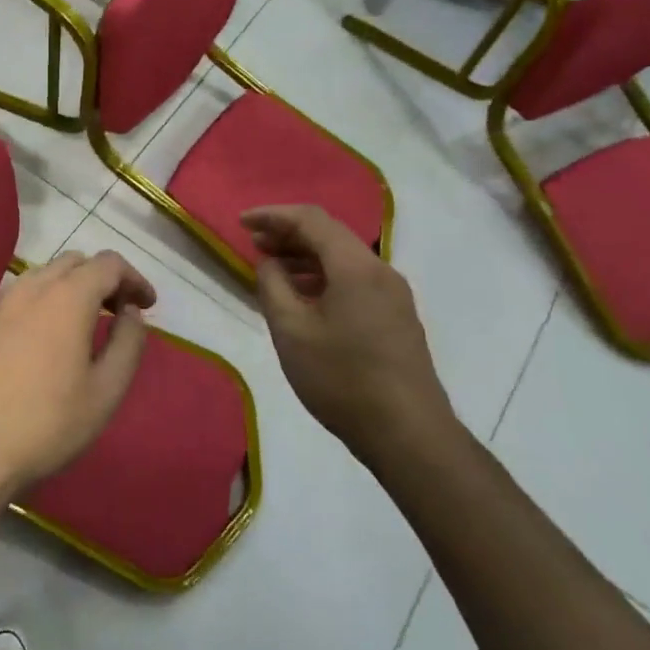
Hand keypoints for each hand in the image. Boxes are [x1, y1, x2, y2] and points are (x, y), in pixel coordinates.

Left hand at [0, 251, 156, 498]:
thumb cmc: (47, 424)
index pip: (108, 264)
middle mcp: (30, 289)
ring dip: (70, 288)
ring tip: (83, 324)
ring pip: (42, 276)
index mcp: (67, 297)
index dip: (134, 278)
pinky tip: (43, 340)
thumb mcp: (106, 391)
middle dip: (102, 279)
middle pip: (74, 262)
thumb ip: (127, 342)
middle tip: (118, 312)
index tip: (147, 305)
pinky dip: (42, 303)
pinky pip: (18, 297)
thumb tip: (130, 312)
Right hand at [241, 206, 458, 468]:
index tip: (242, 222)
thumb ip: (273, 285)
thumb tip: (270, 262)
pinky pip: (354, 279)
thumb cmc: (341, 379)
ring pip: (343, 258)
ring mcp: (393, 294)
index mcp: (355, 267)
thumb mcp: (291, 331)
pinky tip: (302, 296)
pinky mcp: (396, 317)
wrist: (408, 434)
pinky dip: (323, 276)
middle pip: (330, 234)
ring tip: (272, 268)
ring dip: (305, 255)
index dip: (273, 215)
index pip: (311, 219)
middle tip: (253, 243)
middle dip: (289, 233)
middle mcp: (380, 270)